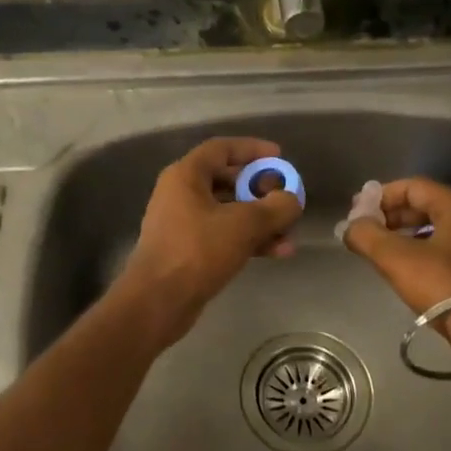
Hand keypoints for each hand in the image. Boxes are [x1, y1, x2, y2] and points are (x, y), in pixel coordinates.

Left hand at [113, 137, 303, 344]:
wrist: (158, 301)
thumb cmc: (198, 251)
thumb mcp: (244, 224)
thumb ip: (276, 207)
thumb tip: (291, 199)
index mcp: (186, 176)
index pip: (222, 148)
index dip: (253, 150)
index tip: (280, 158)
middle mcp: (181, 194)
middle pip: (228, 181)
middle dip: (262, 191)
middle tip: (286, 200)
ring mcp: (183, 224)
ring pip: (229, 212)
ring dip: (261, 221)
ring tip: (289, 235)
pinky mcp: (188, 251)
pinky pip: (224, 236)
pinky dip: (249, 240)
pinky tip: (277, 252)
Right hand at [341, 178, 450, 317]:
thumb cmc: (441, 285)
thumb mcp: (395, 259)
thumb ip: (366, 236)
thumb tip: (350, 226)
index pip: (412, 186)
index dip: (381, 197)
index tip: (358, 213)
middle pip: (427, 204)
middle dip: (393, 215)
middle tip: (368, 231)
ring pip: (439, 226)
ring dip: (409, 233)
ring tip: (384, 250)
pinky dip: (427, 247)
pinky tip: (410, 266)